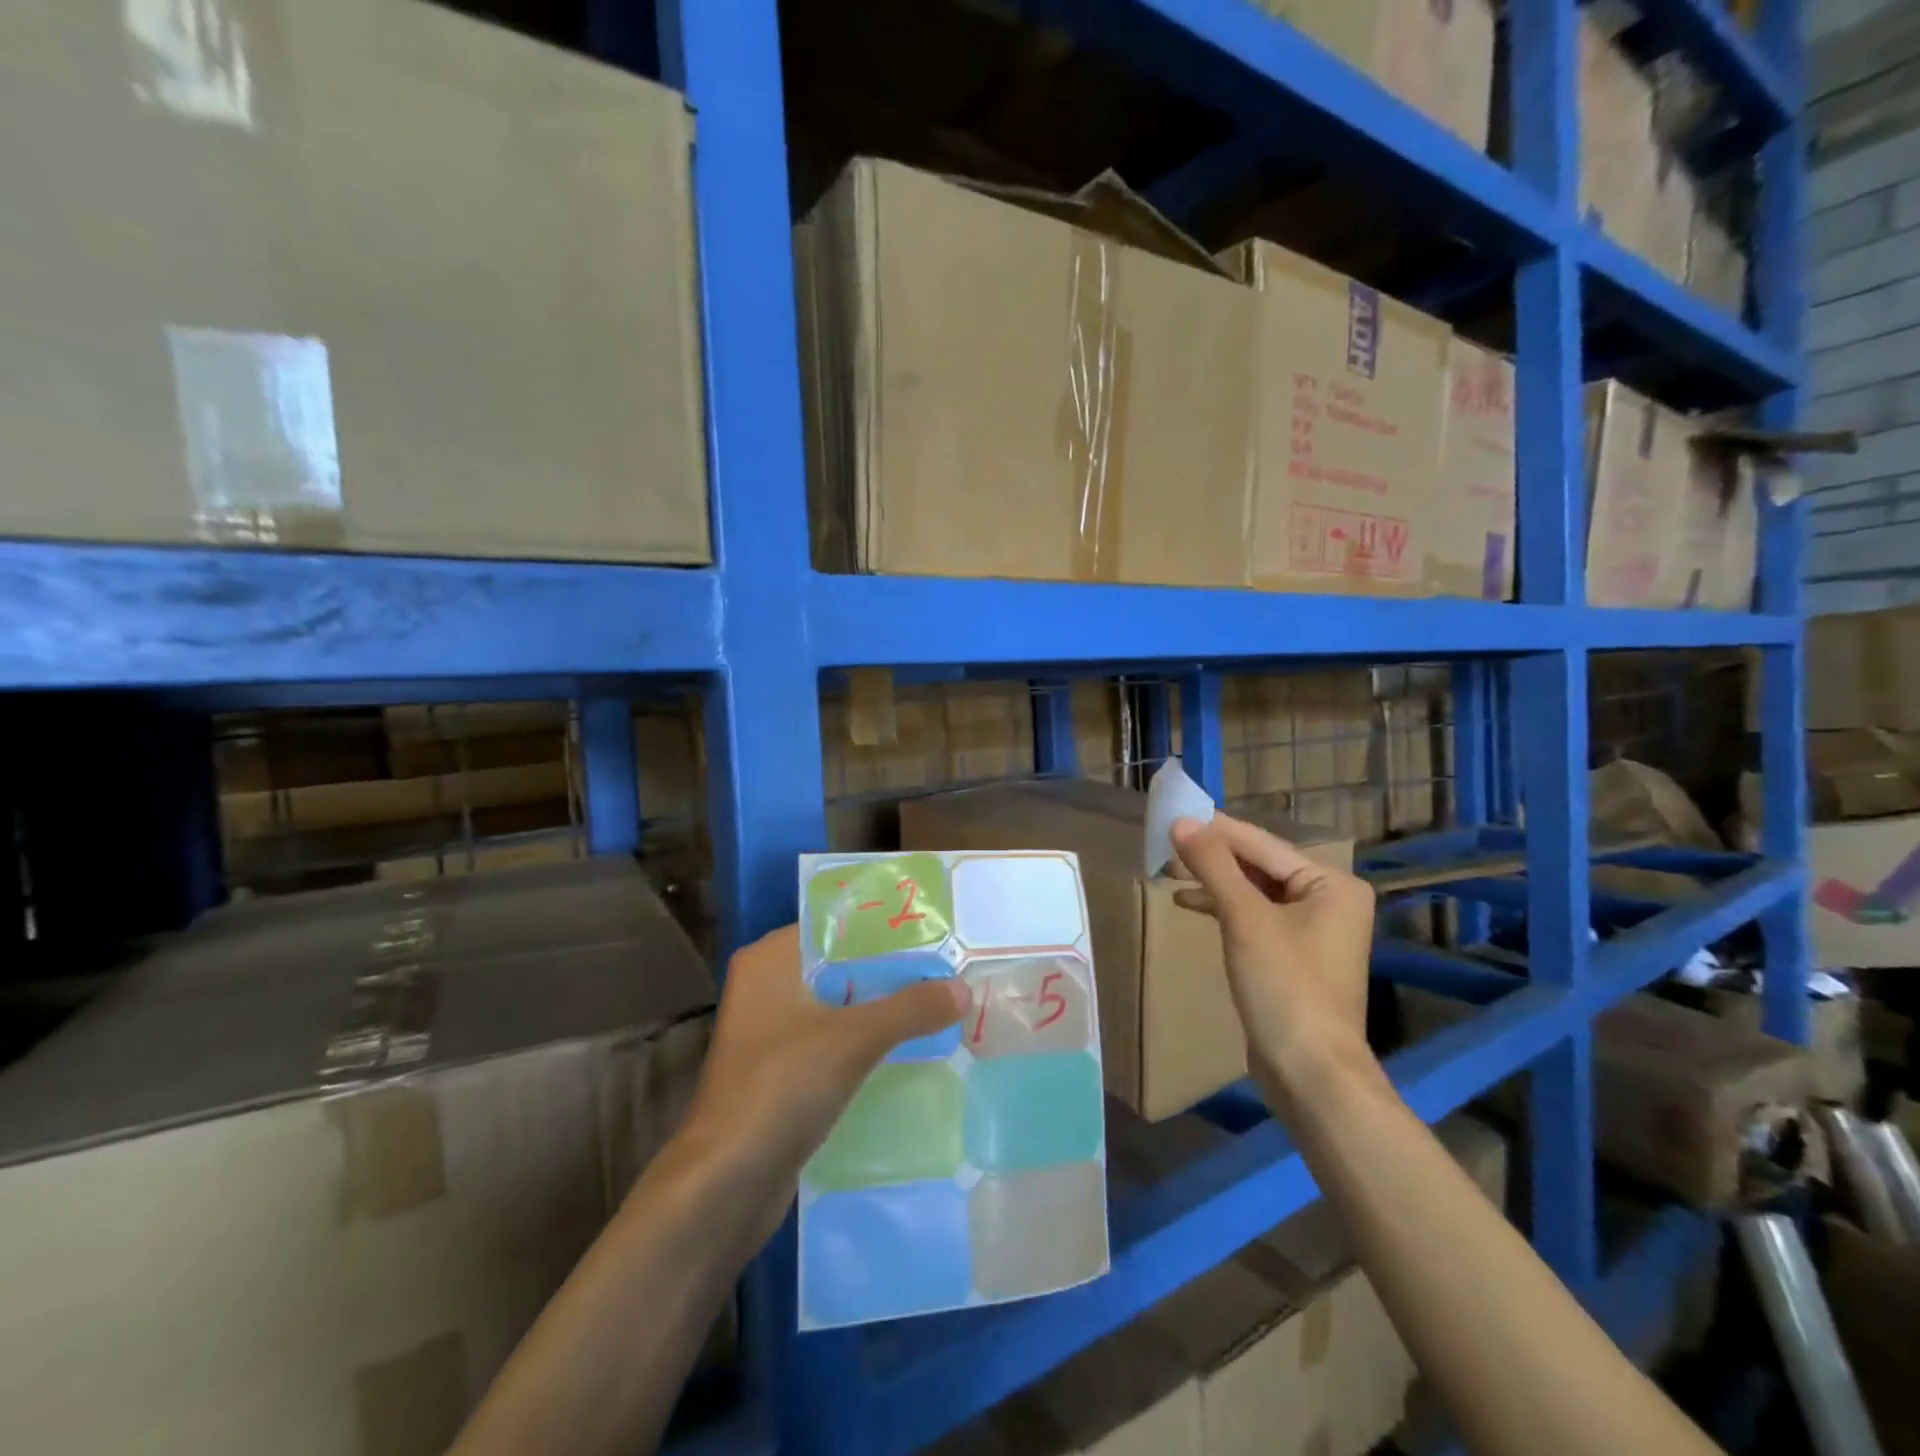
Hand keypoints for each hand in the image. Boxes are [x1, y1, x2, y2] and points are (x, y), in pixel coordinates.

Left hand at [675, 924, 966, 1245]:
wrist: (725, 1185)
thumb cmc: (781, 1088)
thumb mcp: (854, 1039)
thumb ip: (910, 1008)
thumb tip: (963, 987)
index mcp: (771, 959)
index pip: (836, 923)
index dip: (884, 925)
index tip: (933, 927)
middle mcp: (767, 985)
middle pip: (841, 964)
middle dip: (891, 968)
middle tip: (947, 964)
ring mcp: (772, 1031)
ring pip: (840, 1004)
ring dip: (882, 1006)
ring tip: (939, 999)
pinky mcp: (781, 1071)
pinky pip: (834, 1040)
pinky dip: (866, 1040)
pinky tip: (910, 1044)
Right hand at [1171, 814, 1376, 1105]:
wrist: (1309, 1072)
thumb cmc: (1284, 986)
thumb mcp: (1245, 918)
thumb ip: (1213, 865)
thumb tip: (1181, 822)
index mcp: (1331, 883)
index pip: (1261, 844)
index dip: (1214, 830)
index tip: (1172, 814)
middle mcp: (1328, 899)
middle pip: (1258, 865)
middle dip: (1212, 856)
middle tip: (1164, 844)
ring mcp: (1312, 930)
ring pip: (1253, 891)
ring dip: (1213, 881)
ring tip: (1169, 871)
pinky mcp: (1292, 955)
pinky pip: (1254, 916)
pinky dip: (1222, 907)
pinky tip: (1189, 902)